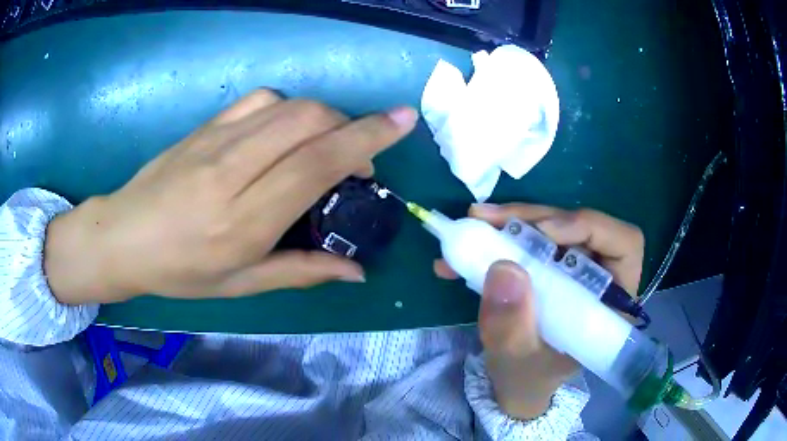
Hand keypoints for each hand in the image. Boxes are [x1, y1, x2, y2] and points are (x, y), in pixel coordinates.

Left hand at [45, 90, 417, 303]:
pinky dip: (287, 109)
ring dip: (322, 117)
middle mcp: (232, 171)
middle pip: (308, 120)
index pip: (316, 163)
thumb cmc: (180, 271)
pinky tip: (283, 132)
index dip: (366, 138)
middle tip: (356, 159)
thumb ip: (301, 272)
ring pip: (287, 105)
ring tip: (323, 145)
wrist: (123, 236)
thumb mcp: (241, 285)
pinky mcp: (205, 126)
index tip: (402, 121)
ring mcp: (215, 141)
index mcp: (243, 221)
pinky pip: (259, 100)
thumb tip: (356, 272)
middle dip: (350, 127)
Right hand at [434, 203, 643, 418]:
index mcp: (611, 302)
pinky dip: (498, 237)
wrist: (515, 382)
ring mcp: (574, 268)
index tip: (544, 232)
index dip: (589, 228)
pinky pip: (529, 239)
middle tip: (489, 219)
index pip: (623, 245)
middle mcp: (599, 276)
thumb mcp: (516, 361)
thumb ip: (511, 327)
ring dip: (512, 223)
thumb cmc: (528, 378)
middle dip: (535, 219)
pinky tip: (465, 249)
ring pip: (553, 226)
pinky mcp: (550, 265)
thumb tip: (503, 268)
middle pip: (581, 227)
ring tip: (474, 224)